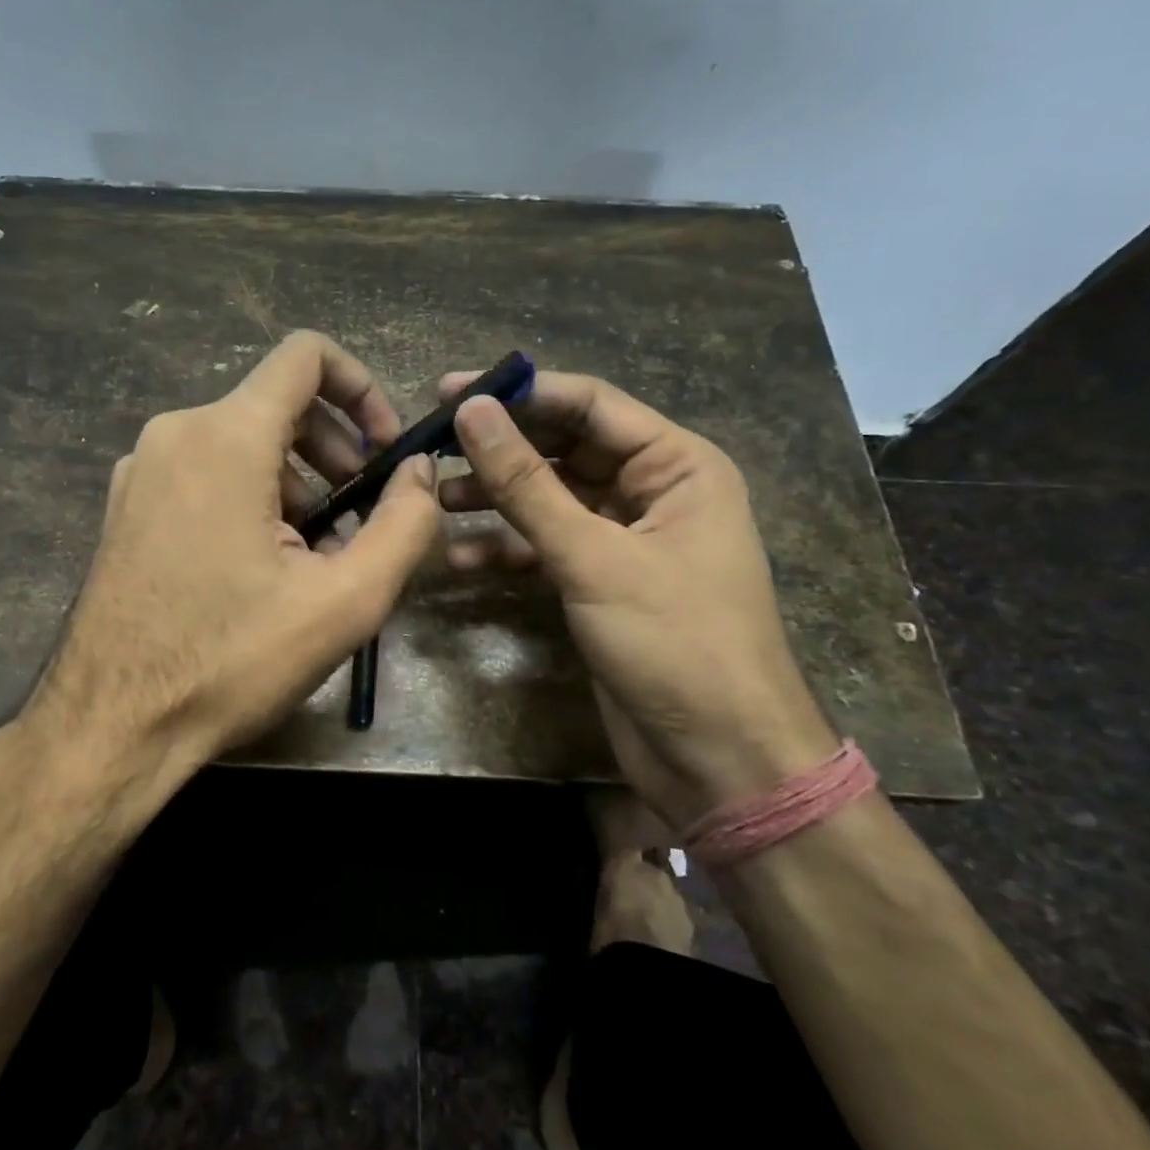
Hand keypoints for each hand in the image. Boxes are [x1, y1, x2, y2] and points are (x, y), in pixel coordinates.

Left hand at [9, 332, 439, 816]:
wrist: (112, 724)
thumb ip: (403, 525)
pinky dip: (248, 497)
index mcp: (226, 437)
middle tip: (359, 516)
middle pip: (276, 404)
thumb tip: (419, 472)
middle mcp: (175, 434)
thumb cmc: (230, 661)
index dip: (360, 387)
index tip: (382, 450)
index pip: (305, 356)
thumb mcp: (344, 602)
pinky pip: (202, 473)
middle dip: (333, 448)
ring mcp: (140, 470)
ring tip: (315, 552)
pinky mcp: (125, 507)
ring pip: (240, 442)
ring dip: (294, 480)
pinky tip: (261, 565)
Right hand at [440, 372, 835, 827]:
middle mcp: (652, 491)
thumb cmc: (674, 643)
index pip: (588, 405)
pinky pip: (546, 547)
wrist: (719, 759)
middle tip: (430, 445)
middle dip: (500, 450)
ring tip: (435, 501)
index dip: (519, 393)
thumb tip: (472, 411)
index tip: (448, 391)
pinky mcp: (600, 581)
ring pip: (548, 499)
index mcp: (676, 465)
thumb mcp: (593, 557)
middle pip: (563, 449)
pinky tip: (459, 561)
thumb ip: (527, 484)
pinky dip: (506, 550)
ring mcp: (623, 538)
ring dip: (494, 500)